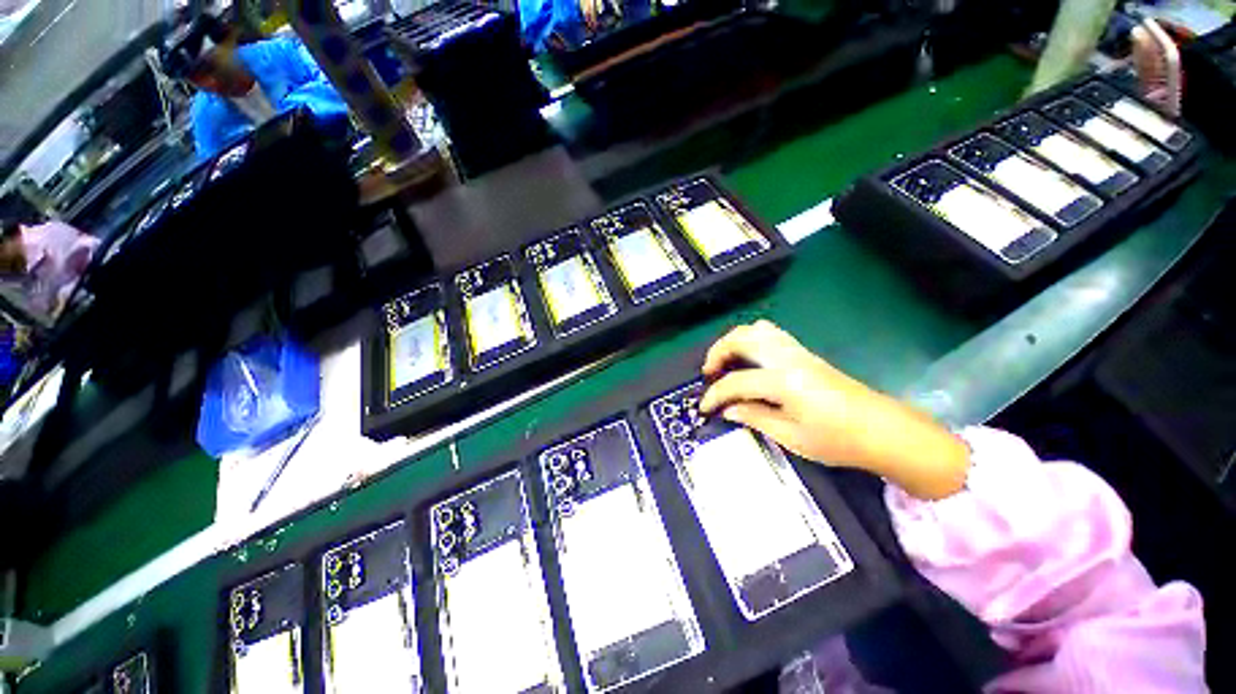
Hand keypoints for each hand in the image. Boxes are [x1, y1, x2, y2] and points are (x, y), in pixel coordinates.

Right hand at [700, 321, 968, 499]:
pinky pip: (771, 335)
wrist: (884, 431)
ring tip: (726, 363)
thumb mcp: (791, 437)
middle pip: (742, 338)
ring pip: (757, 329)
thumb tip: (727, 410)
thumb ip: (754, 417)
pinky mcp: (806, 354)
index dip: (715, 395)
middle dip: (717, 352)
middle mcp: (787, 358)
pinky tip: (750, 361)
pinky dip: (751, 341)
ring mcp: (798, 352)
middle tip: (709, 373)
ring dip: (734, 341)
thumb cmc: (839, 441)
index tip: (704, 407)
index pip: (736, 382)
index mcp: (783, 381)